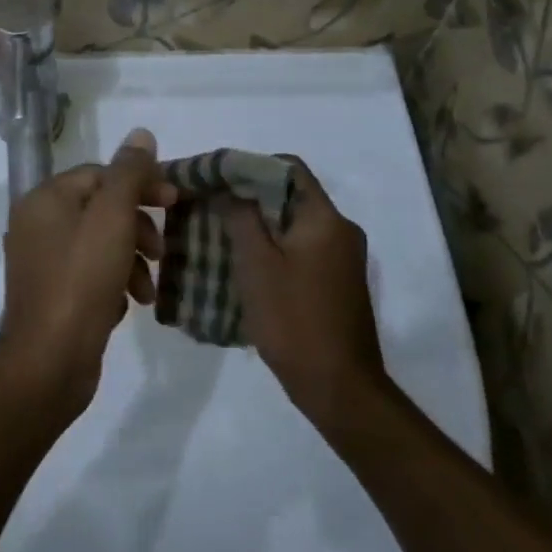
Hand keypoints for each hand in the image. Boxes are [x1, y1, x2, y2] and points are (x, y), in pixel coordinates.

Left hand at [0, 127, 176, 415]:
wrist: (48, 361)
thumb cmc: (81, 281)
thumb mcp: (112, 219)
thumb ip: (128, 174)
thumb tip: (141, 134)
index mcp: (44, 199)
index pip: (100, 173)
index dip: (140, 183)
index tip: (174, 202)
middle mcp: (36, 224)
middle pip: (100, 209)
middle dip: (137, 226)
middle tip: (161, 248)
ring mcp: (41, 262)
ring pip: (98, 244)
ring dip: (130, 260)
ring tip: (146, 289)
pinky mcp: (51, 294)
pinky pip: (89, 274)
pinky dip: (112, 283)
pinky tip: (125, 305)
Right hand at [228, 156, 388, 427]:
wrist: (338, 386)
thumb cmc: (294, 320)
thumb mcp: (256, 264)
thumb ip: (241, 218)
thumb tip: (229, 188)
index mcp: (325, 218)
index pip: (288, 167)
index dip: (249, 165)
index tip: (214, 178)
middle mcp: (340, 230)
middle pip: (290, 195)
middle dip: (248, 196)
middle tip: (208, 205)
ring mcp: (342, 258)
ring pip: (293, 224)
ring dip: (258, 224)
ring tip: (218, 233)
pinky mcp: (337, 281)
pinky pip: (300, 248)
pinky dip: (272, 247)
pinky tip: (243, 264)